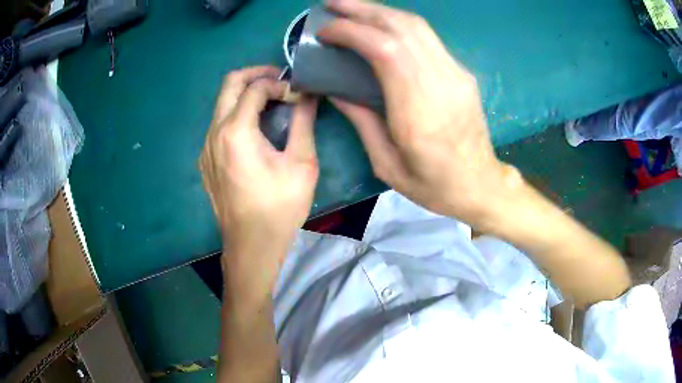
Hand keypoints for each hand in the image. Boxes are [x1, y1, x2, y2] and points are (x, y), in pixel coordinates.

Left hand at [200, 66, 318, 293]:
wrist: (251, 245)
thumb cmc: (280, 207)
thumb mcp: (301, 164)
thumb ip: (304, 122)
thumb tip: (308, 95)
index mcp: (236, 131)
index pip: (255, 87)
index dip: (280, 83)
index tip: (297, 94)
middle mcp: (213, 133)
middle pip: (229, 83)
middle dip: (256, 75)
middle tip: (280, 81)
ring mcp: (205, 148)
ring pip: (222, 104)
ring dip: (245, 95)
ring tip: (271, 104)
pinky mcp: (205, 161)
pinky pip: (218, 125)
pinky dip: (236, 115)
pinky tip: (254, 132)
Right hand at [319, 0, 516, 226]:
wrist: (481, 184)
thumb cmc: (433, 185)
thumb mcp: (387, 164)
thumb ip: (361, 121)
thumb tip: (335, 89)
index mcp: (418, 113)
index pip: (386, 51)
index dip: (352, 32)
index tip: (325, 31)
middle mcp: (441, 84)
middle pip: (403, 27)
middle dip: (364, 9)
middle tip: (333, 2)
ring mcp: (456, 75)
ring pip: (417, 26)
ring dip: (381, 11)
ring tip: (353, 8)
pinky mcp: (462, 73)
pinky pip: (428, 38)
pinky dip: (399, 24)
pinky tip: (381, 25)